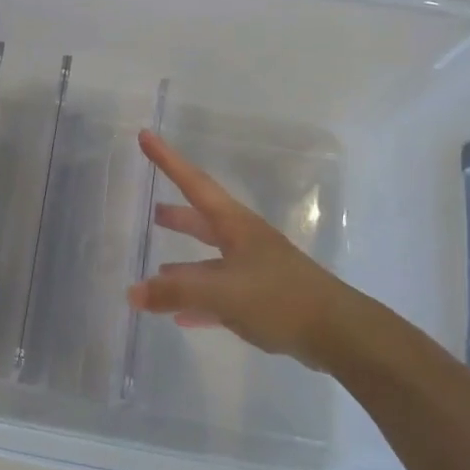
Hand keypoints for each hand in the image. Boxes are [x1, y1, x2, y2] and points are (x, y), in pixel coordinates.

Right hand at [126, 130, 368, 370]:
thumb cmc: (279, 299)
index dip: (167, 160)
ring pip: (210, 262)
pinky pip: (220, 297)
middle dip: (178, 216)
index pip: (194, 184)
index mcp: (235, 226)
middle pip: (203, 222)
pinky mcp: (261, 301)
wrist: (337, 333)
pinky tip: (181, 317)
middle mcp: (244, 242)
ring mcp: (255, 271)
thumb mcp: (222, 293)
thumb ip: (176, 292)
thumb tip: (131, 292)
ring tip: (158, 270)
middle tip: (151, 213)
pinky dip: (199, 302)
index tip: (145, 137)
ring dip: (184, 265)